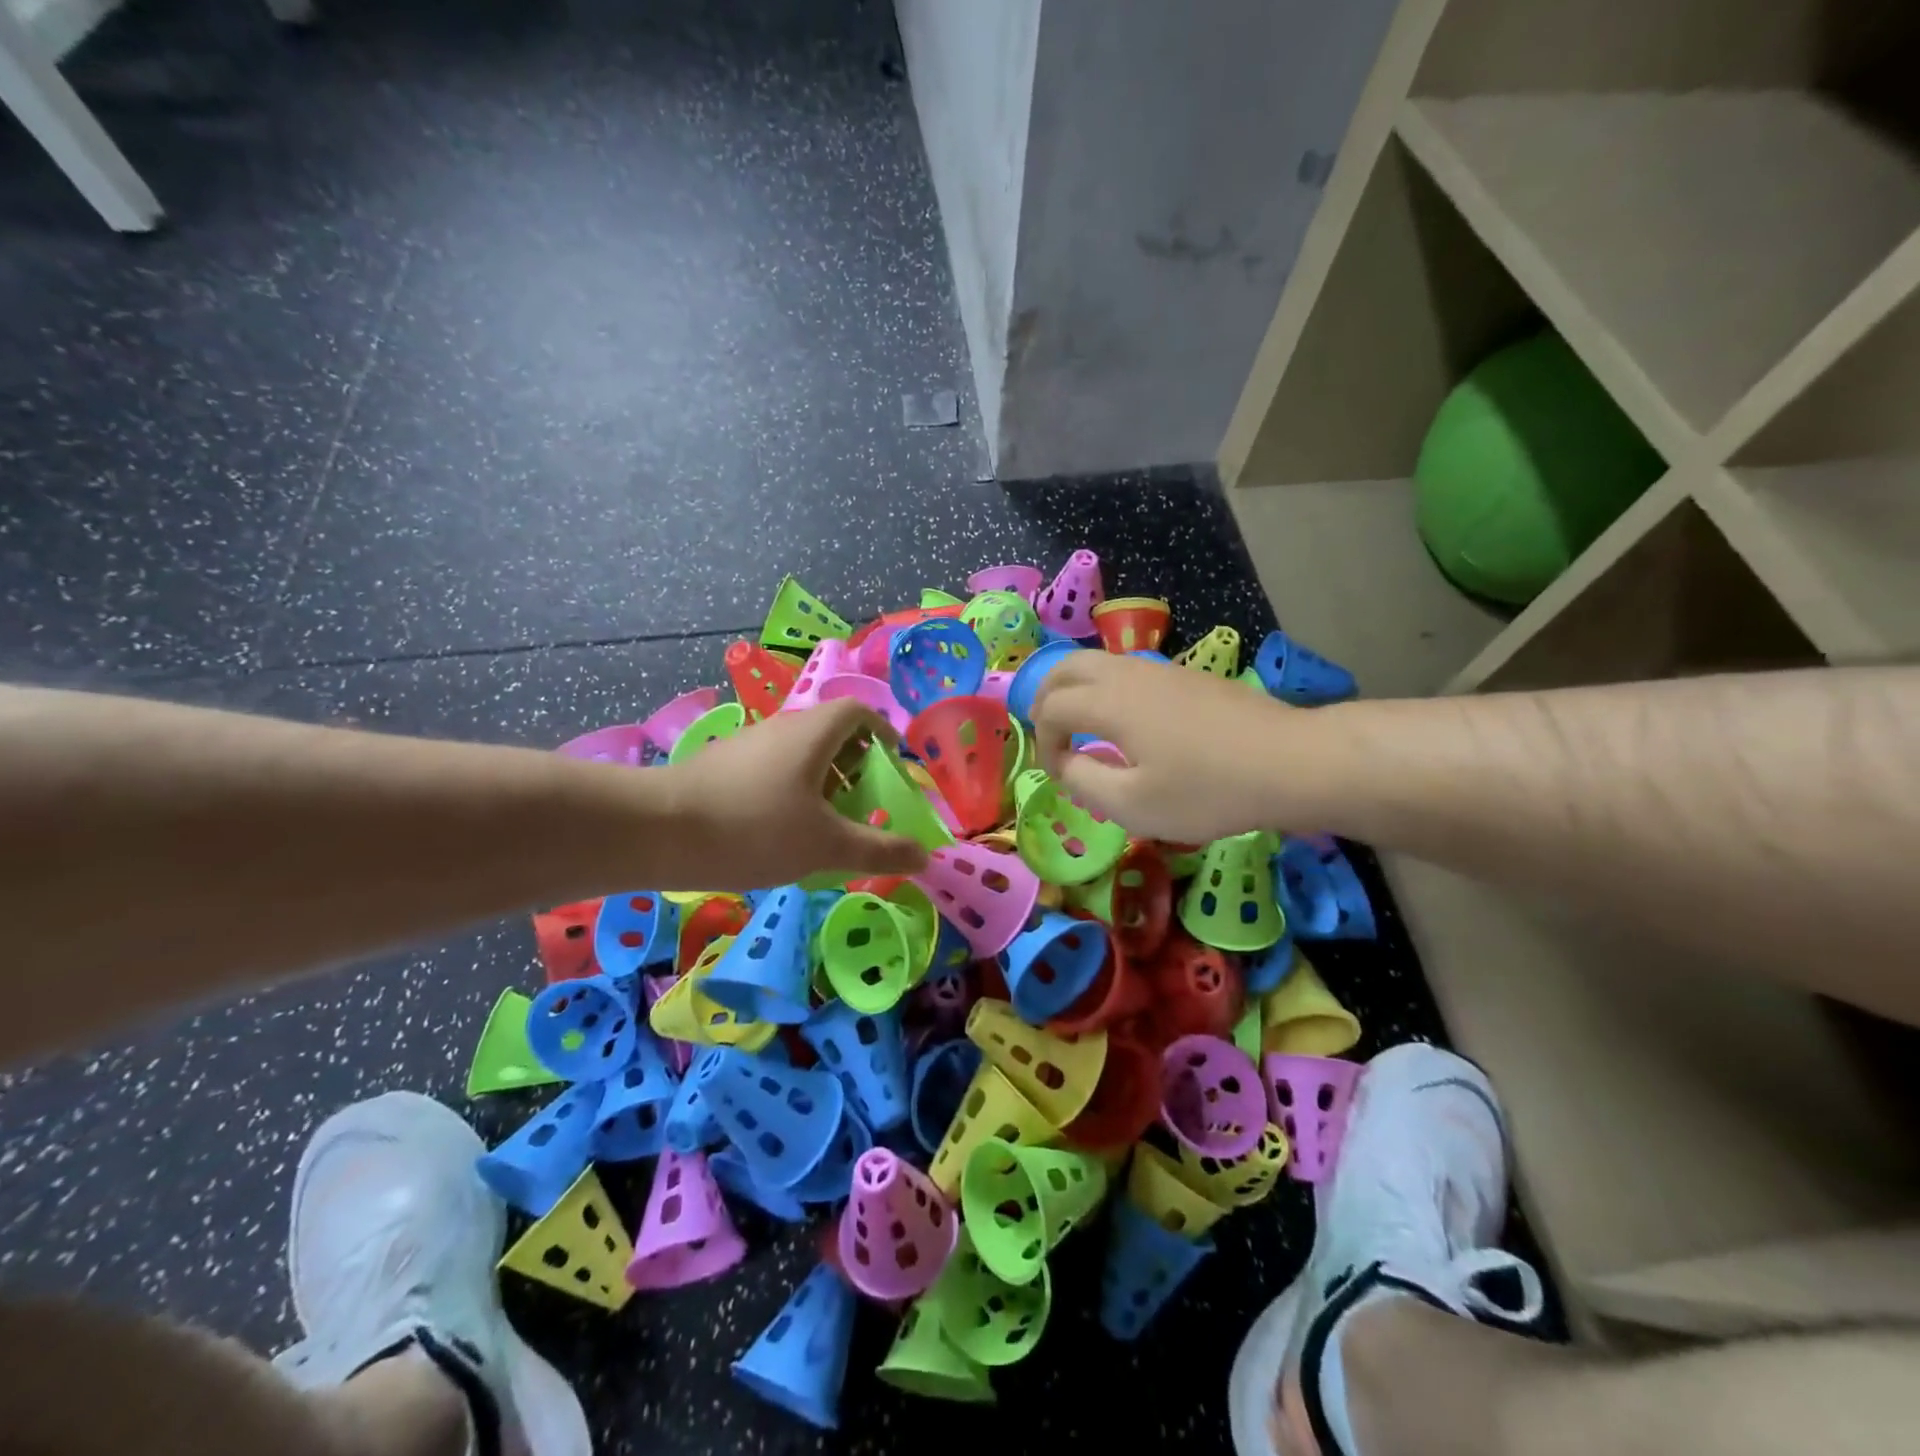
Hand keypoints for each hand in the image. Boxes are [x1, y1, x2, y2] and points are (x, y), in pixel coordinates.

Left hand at [653, 698, 929, 888]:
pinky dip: (790, 793)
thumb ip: (879, 850)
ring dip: (821, 782)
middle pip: (830, 733)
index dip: (883, 733)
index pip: (858, 712)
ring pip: (798, 755)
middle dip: (856, 766)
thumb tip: (925, 856)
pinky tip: (780, 834)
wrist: (656, 832)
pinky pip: (770, 772)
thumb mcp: (827, 846)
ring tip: (826, 826)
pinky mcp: (719, 769)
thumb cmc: (755, 828)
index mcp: (813, 733)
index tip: (895, 764)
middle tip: (865, 804)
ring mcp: (746, 747)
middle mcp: (780, 728)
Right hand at [1031, 651, 1317, 843]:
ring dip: (1075, 689)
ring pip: (1097, 662)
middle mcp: (1127, 673)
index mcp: (1109, 702)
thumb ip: (1084, 782)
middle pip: (1066, 667)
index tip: (1058, 773)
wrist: (1292, 762)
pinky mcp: (1186, 675)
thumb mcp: (1134, 805)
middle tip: (1050, 734)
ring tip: (1081, 727)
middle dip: (1046, 698)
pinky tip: (1125, 722)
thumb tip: (1066, 763)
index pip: (1051, 707)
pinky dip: (1105, 689)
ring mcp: (1160, 669)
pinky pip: (1126, 670)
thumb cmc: (1208, 789)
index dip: (1043, 741)